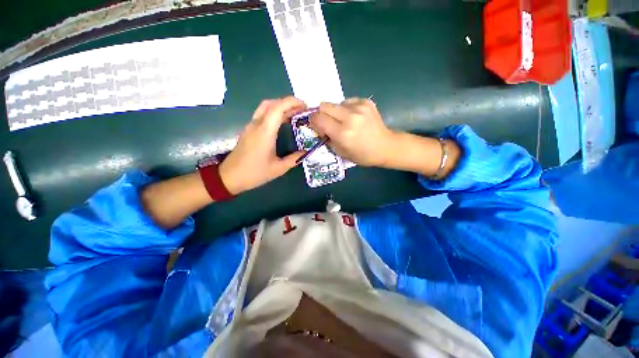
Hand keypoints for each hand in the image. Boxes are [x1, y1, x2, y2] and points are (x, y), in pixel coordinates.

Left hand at [219, 97, 305, 194]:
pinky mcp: (248, 130)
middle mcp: (256, 125)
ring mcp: (250, 126)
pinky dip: (274, 113)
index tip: (305, 105)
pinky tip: (282, 122)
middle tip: (301, 109)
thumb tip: (306, 152)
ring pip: (265, 108)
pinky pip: (262, 115)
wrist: (230, 177)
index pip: (278, 108)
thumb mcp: (278, 169)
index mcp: (265, 132)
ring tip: (294, 114)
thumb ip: (294, 159)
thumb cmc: (255, 173)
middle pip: (271, 104)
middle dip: (287, 102)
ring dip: (280, 106)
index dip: (292, 102)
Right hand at [309, 98, 395, 166]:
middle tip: (328, 123)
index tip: (318, 128)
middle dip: (322, 114)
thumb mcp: (340, 152)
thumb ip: (327, 138)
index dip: (314, 122)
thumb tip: (319, 127)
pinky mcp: (366, 102)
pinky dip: (346, 109)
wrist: (385, 146)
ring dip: (335, 112)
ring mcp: (359, 107)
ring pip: (335, 103)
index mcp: (342, 133)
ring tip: (344, 121)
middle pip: (324, 105)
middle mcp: (350, 117)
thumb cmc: (362, 155)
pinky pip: (348, 101)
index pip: (317, 118)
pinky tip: (354, 118)